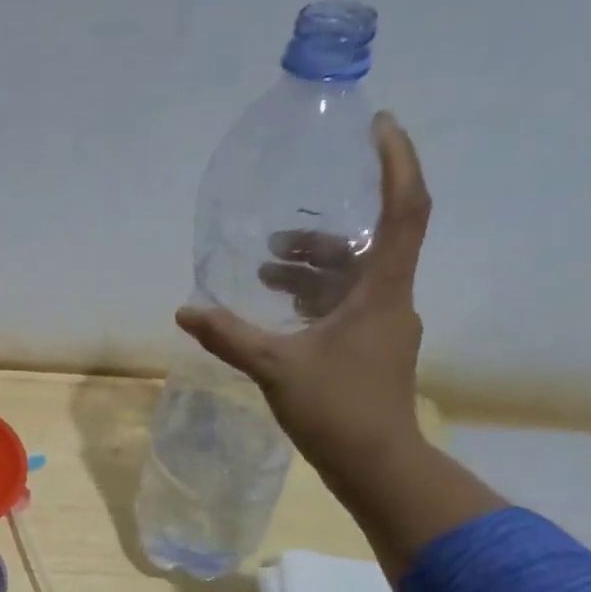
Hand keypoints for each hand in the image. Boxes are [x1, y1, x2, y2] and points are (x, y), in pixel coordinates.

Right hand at [177, 111, 432, 483]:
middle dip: (323, 234)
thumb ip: (231, 336)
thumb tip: (185, 310)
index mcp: (381, 291)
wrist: (378, 466)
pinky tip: (281, 313)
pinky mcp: (370, 352)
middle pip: (368, 245)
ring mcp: (383, 328)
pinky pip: (345, 308)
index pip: (404, 210)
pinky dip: (314, 300)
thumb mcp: (277, 368)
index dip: (397, 163)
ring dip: (312, 270)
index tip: (379, 125)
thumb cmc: (338, 410)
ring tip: (266, 271)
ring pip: (352, 281)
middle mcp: (390, 301)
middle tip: (279, 232)